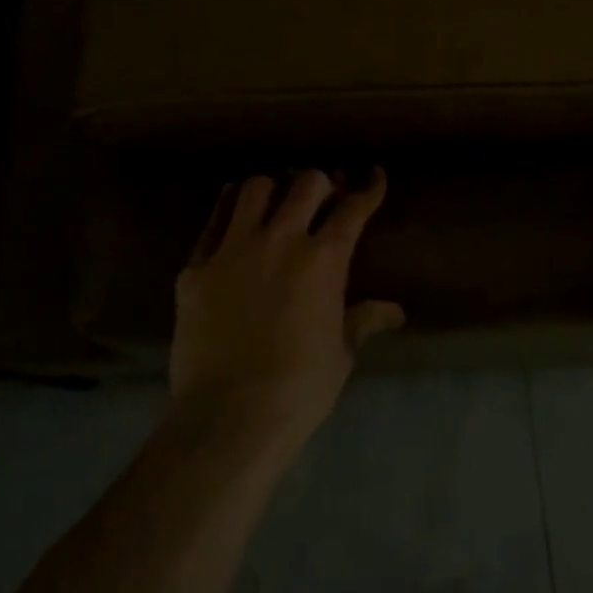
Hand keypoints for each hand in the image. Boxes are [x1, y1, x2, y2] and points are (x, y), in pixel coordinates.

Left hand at [171, 168, 404, 451]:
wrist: (229, 417)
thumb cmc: (299, 388)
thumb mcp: (341, 352)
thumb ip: (364, 319)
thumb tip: (396, 312)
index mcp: (323, 260)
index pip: (353, 208)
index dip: (369, 187)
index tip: (374, 174)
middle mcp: (280, 240)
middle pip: (305, 184)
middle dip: (322, 182)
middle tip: (325, 194)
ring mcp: (233, 250)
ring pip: (254, 188)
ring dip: (273, 189)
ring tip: (277, 201)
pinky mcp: (196, 267)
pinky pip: (213, 221)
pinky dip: (229, 208)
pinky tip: (234, 213)